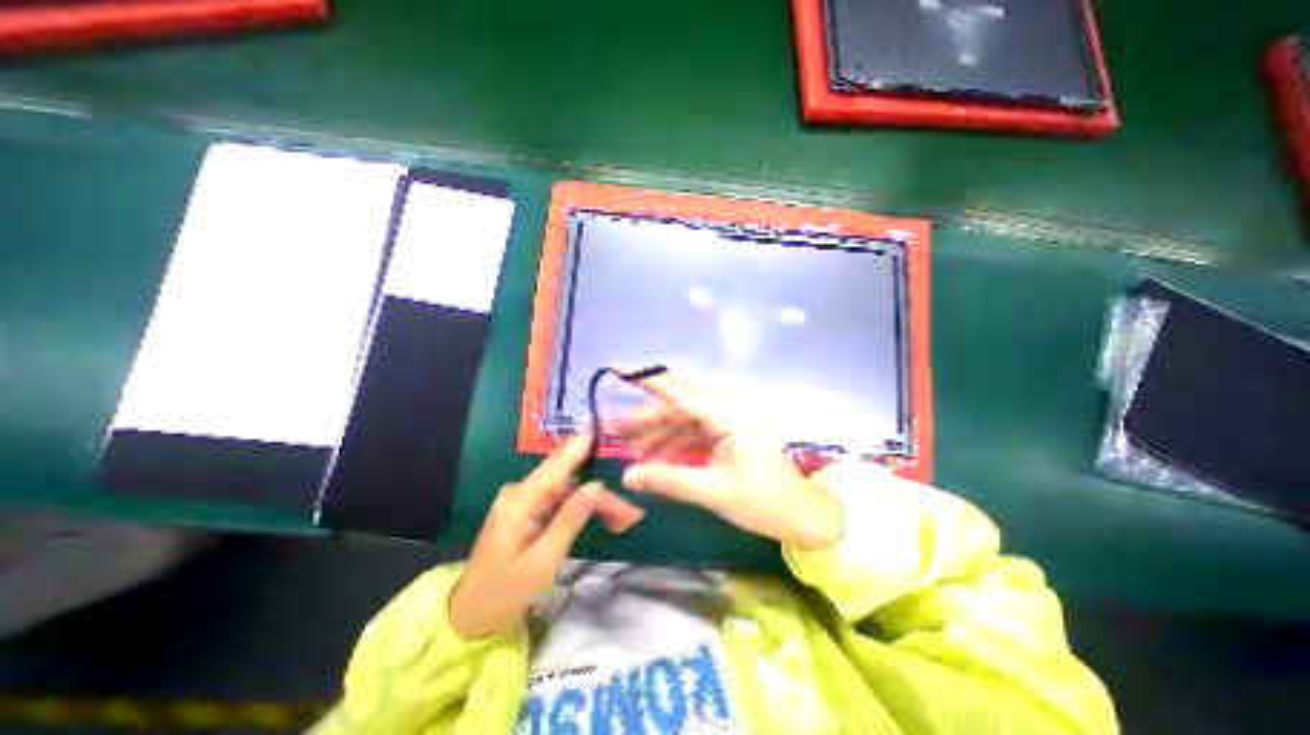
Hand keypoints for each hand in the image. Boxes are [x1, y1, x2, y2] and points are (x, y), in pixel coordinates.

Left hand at [449, 435, 645, 638]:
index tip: (602, 427)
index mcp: (519, 501)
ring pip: (569, 490)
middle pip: (570, 481)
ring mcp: (523, 500)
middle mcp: (520, 492)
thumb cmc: (504, 593)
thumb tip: (596, 486)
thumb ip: (569, 520)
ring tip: (624, 519)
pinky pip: (561, 500)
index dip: (580, 445)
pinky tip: (603, 517)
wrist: (470, 617)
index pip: (556, 465)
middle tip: (631, 514)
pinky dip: (582, 508)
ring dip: (596, 502)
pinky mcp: (527, 509)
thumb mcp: (542, 562)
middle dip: (601, 494)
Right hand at [620, 372, 845, 551]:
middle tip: (614, 429)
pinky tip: (654, 458)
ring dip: (657, 433)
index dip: (649, 381)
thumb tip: (627, 476)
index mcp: (729, 416)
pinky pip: (693, 432)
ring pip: (683, 419)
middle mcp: (727, 410)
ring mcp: (727, 421)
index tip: (619, 369)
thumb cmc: (761, 501)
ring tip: (630, 450)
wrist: (797, 514)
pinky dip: (673, 443)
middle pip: (679, 405)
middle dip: (646, 418)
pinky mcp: (725, 433)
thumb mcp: (712, 491)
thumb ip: (668, 480)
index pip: (682, 392)